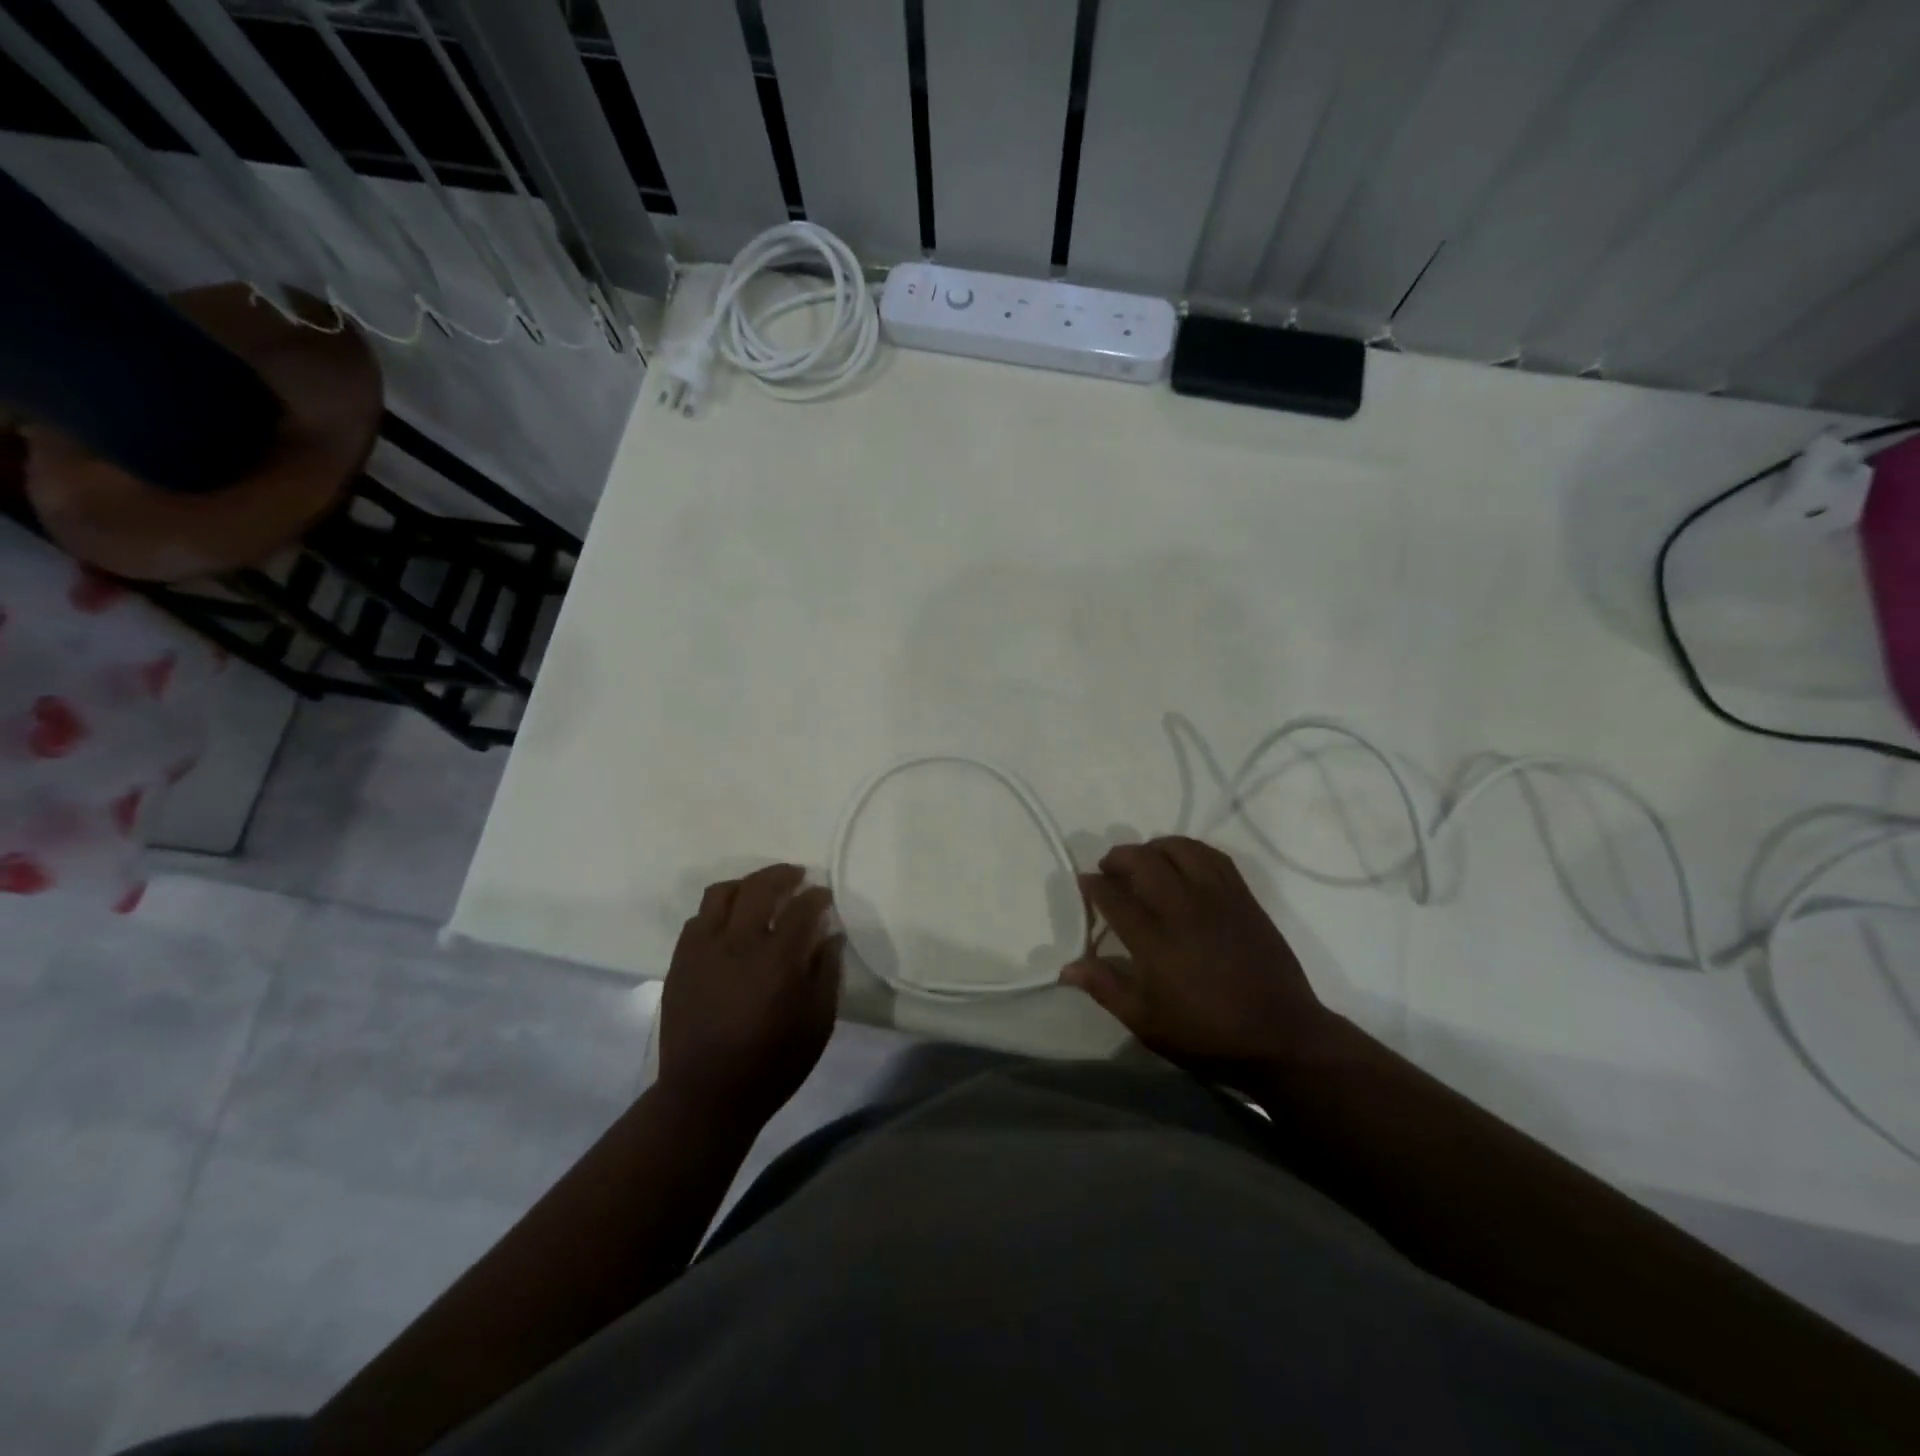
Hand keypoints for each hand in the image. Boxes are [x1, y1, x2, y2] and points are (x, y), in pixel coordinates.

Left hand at [658, 864, 839, 1129]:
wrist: (706, 1095)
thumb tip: (831, 936)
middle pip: (760, 887)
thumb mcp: (818, 1023)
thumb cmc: (772, 1063)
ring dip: (747, 884)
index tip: (824, 896)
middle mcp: (739, 942)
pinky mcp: (681, 961)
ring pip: (722, 894)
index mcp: (778, 958)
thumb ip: (827, 973)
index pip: (802, 907)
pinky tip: (729, 923)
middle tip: (797, 877)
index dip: (817, 896)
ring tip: (760, 892)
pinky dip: (718, 910)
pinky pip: (698, 918)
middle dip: (783, 875)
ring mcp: (704, 949)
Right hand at [1062, 837, 1334, 1075]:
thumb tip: (1067, 967)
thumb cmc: (1207, 1035)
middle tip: (1109, 870)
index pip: (1113, 896)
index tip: (1085, 883)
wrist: (1281, 1037)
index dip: (1093, 885)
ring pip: (1179, 849)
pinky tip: (1183, 863)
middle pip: (1143, 861)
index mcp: (1154, 941)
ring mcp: (1217, 898)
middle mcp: (1183, 909)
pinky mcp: (1243, 898)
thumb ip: (1106, 988)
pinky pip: (1213, 856)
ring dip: (1154, 848)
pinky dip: (1190, 851)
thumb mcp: (1147, 1023)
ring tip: (1145, 862)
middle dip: (1118, 858)